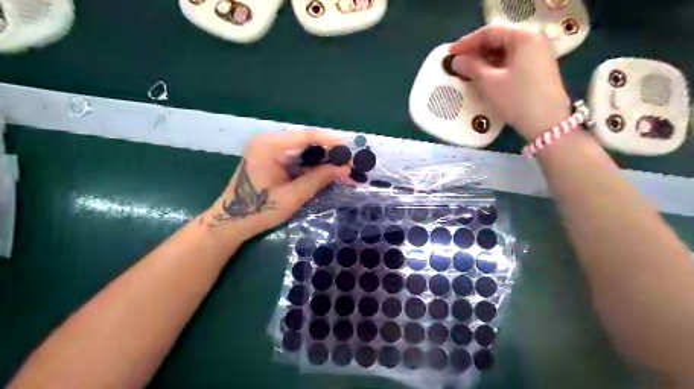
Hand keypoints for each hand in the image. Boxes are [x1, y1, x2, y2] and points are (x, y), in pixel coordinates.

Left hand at [201, 130, 352, 238]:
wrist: (231, 222)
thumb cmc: (259, 211)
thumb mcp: (293, 196)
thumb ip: (319, 179)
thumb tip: (345, 169)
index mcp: (270, 146)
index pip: (306, 136)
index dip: (330, 141)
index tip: (350, 148)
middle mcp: (268, 141)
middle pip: (305, 140)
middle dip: (328, 151)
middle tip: (348, 161)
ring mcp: (267, 148)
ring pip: (302, 148)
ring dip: (321, 158)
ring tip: (340, 167)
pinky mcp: (269, 158)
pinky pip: (295, 156)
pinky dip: (310, 163)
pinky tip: (324, 171)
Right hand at [450, 24, 568, 138]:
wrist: (547, 123)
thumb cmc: (517, 99)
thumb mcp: (489, 83)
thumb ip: (471, 68)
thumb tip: (456, 61)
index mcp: (523, 37)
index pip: (490, 32)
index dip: (467, 42)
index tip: (450, 53)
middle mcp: (533, 41)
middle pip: (499, 40)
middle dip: (476, 51)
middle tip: (458, 62)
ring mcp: (537, 56)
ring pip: (505, 52)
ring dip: (484, 60)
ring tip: (467, 71)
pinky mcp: (537, 70)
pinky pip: (511, 63)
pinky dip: (495, 68)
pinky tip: (484, 77)